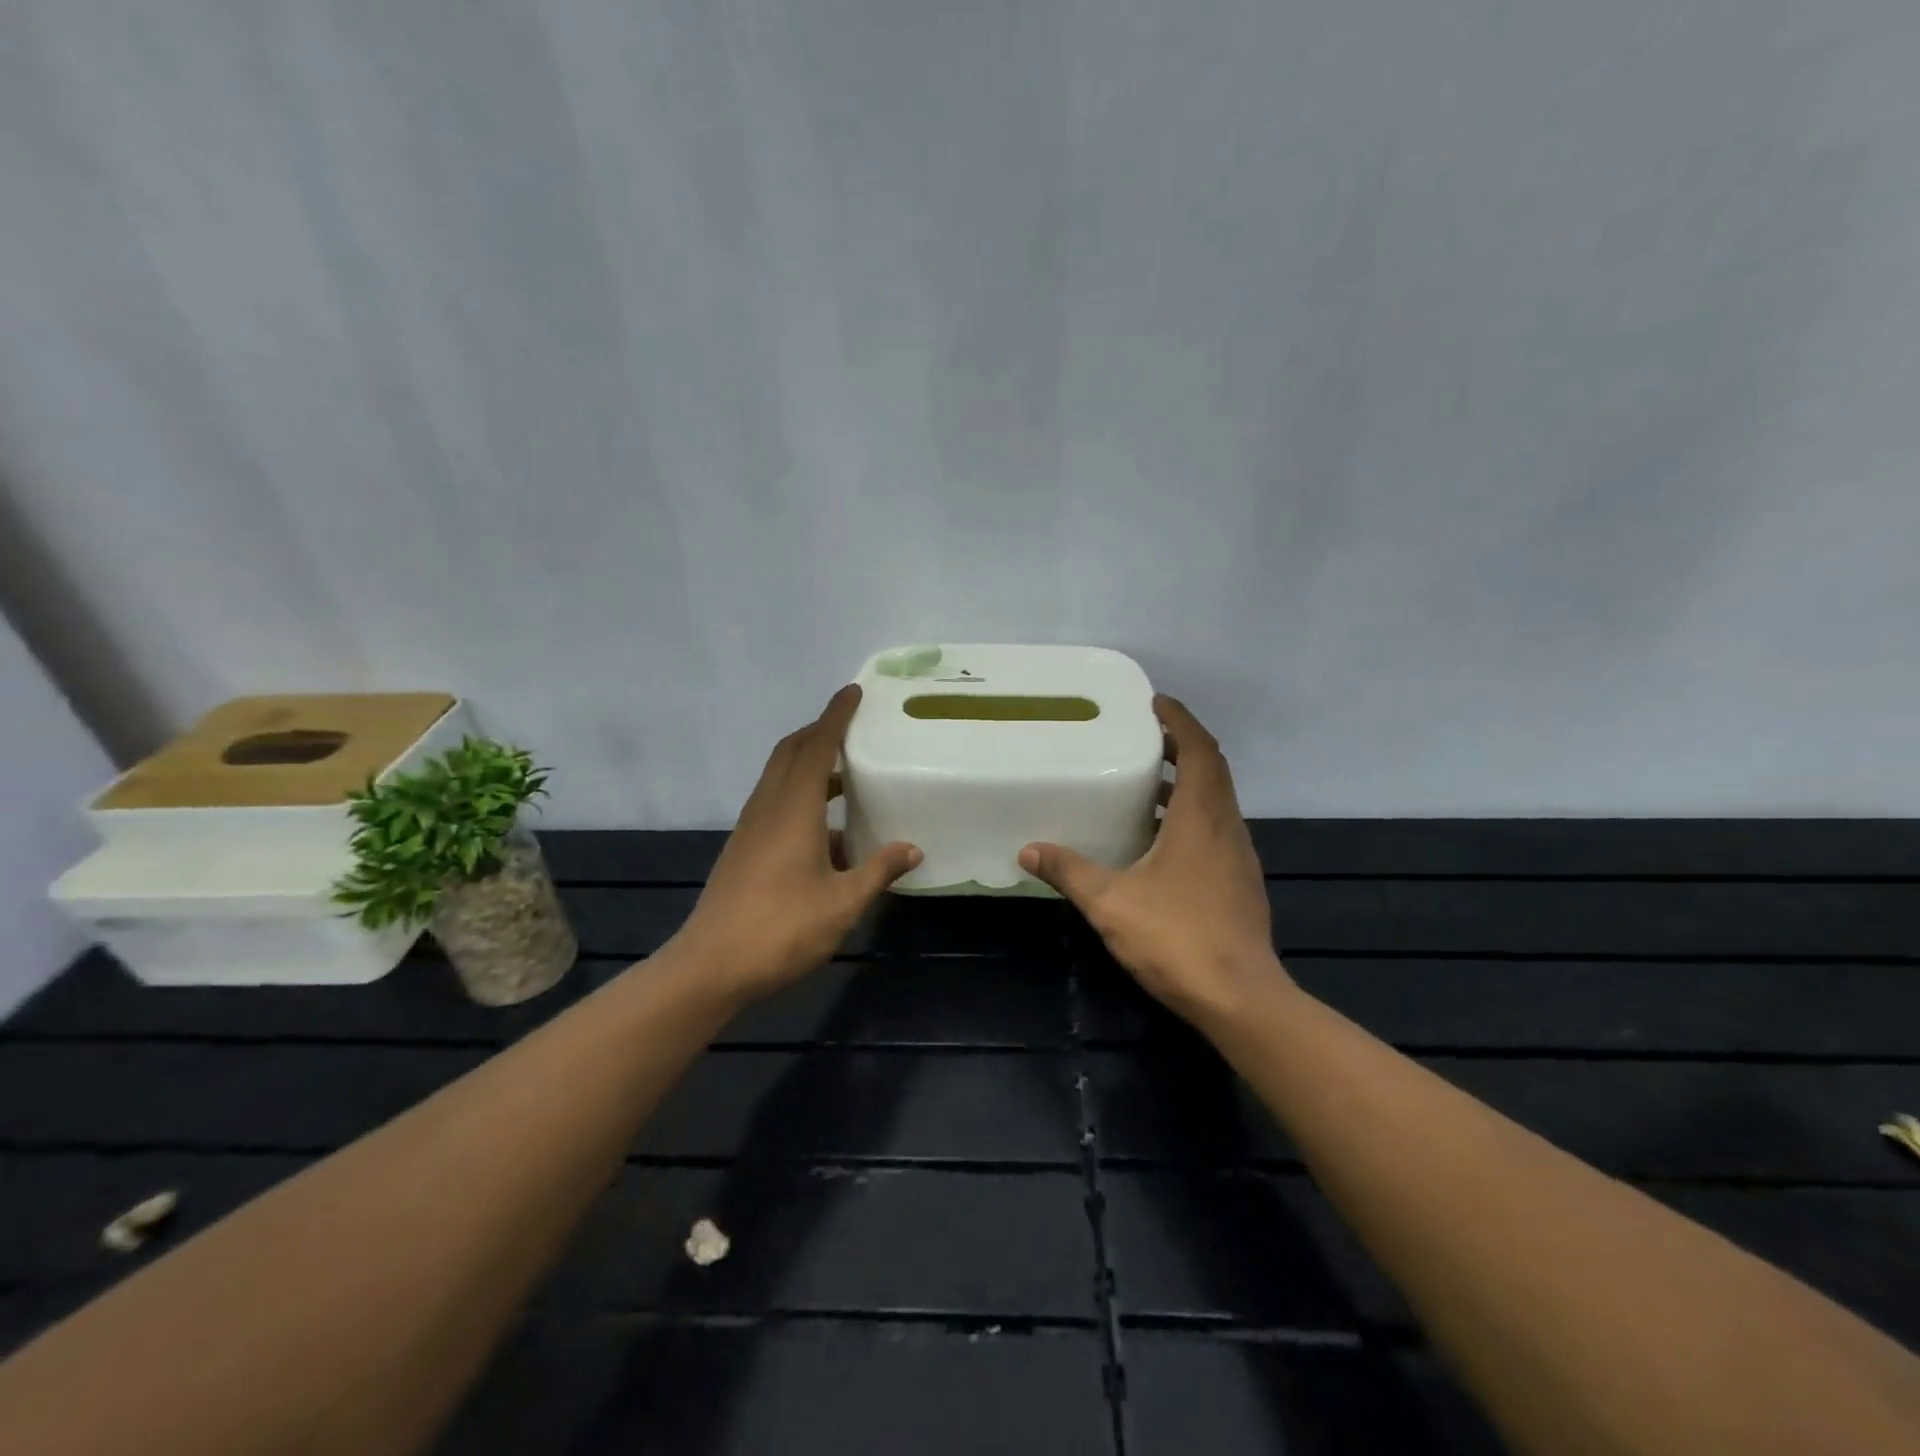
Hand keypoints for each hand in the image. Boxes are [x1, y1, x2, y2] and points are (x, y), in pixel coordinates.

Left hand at [670, 685, 920, 1003]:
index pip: (816, 747)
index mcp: (793, 810)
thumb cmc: (781, 930)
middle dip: (819, 732)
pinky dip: (799, 795)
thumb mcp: (842, 903)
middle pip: (790, 752)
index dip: (835, 717)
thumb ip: (878, 871)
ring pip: (779, 777)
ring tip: (846, 775)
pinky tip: (827, 831)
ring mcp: (750, 829)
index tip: (852, 692)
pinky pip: (774, 803)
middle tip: (851, 727)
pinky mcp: (743, 849)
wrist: (710, 967)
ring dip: (808, 763)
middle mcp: (768, 808)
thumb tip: (912, 848)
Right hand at [1020, 695, 1288, 1022]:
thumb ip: (1069, 871)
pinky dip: (1190, 816)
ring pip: (1215, 802)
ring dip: (1186, 783)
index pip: (1199, 750)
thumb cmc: (1177, 938)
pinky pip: (1215, 830)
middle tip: (1142, 736)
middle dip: (1181, 746)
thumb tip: (1028, 850)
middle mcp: (1226, 828)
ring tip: (1144, 782)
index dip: (1180, 720)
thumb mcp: (1110, 902)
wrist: (1241, 999)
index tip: (1155, 702)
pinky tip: (1158, 841)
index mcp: (1200, 818)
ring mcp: (1238, 857)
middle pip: (1211, 770)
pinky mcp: (1240, 883)